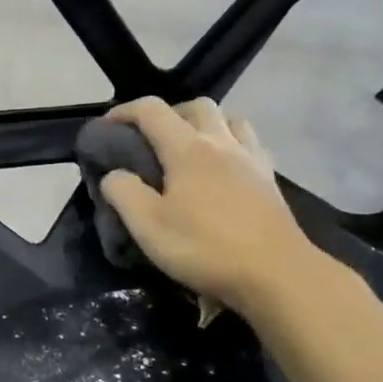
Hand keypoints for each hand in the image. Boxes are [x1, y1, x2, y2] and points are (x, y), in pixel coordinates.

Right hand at [98, 97, 319, 314]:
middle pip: (197, 106)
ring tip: (190, 150)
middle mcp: (222, 143)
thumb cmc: (205, 248)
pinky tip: (224, 170)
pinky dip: (231, 145)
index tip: (106, 127)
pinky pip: (249, 145)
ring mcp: (251, 159)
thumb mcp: (148, 226)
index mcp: (188, 149)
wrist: (276, 274)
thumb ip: (123, 192)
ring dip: (205, 125)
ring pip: (229, 120)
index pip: (152, 111)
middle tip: (152, 139)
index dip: (124, 112)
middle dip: (169, 113)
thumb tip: (114, 174)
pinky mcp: (270, 181)